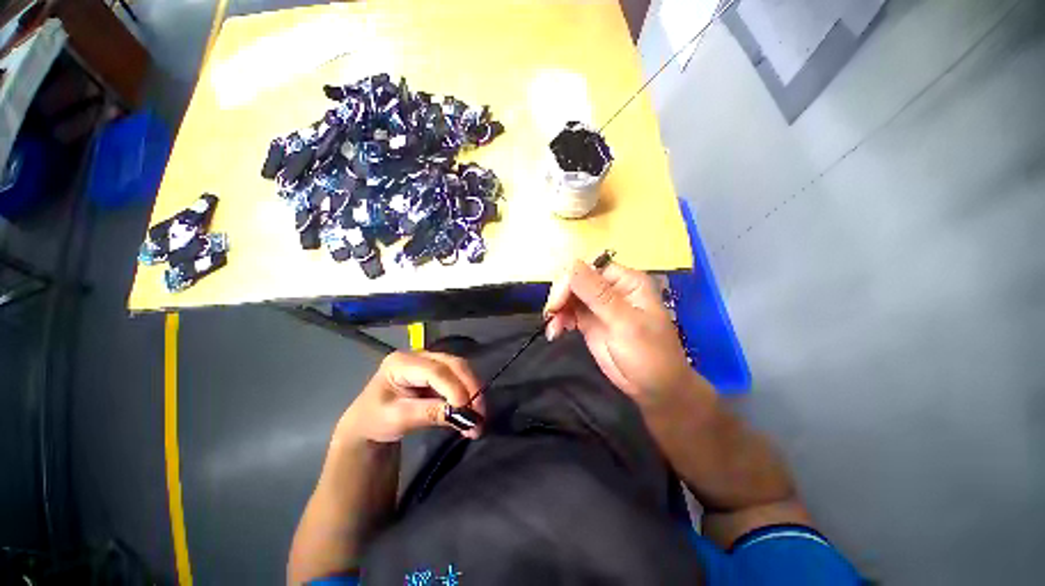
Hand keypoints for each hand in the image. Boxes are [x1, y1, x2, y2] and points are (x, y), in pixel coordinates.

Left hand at [337, 351, 483, 442]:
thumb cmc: (375, 419)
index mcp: (401, 362)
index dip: (453, 387)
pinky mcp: (439, 373)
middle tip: (481, 413)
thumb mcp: (397, 419)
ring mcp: (431, 363)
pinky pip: (459, 380)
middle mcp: (420, 356)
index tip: (467, 410)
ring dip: (473, 392)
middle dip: (470, 387)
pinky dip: (469, 395)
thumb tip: (462, 415)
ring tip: (479, 417)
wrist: (368, 423)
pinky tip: (472, 412)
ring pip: (460, 371)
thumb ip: (428, 414)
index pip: (435, 371)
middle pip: (453, 365)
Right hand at [544, 259, 696, 401]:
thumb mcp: (625, 324)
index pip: (590, 268)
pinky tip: (555, 331)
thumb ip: (598, 295)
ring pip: (569, 295)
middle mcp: (611, 289)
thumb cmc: (650, 355)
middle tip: (551, 315)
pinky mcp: (589, 321)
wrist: (655, 390)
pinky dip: (558, 319)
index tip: (558, 302)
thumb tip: (572, 264)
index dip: (570, 280)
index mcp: (626, 282)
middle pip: (576, 279)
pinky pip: (568, 312)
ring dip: (557, 309)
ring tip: (553, 328)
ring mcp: (598, 305)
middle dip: (561, 295)